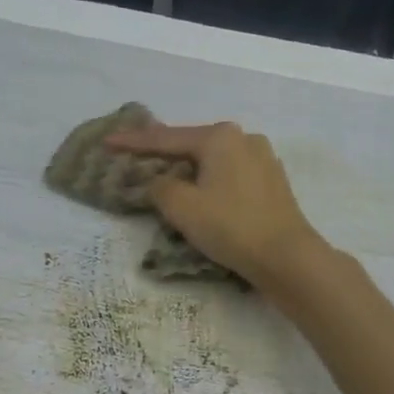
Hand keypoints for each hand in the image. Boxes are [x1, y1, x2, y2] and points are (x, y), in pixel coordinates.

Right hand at [104, 122, 325, 290]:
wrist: (285, 256)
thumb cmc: (230, 226)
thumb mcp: (181, 207)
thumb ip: (159, 188)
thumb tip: (158, 182)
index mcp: (219, 137)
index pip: (166, 138)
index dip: (133, 142)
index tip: (108, 141)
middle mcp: (244, 138)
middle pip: (192, 145)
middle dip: (164, 154)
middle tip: (137, 159)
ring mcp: (263, 159)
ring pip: (213, 161)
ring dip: (189, 170)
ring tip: (168, 179)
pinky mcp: (272, 183)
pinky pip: (230, 175)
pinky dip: (210, 182)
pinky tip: (203, 194)